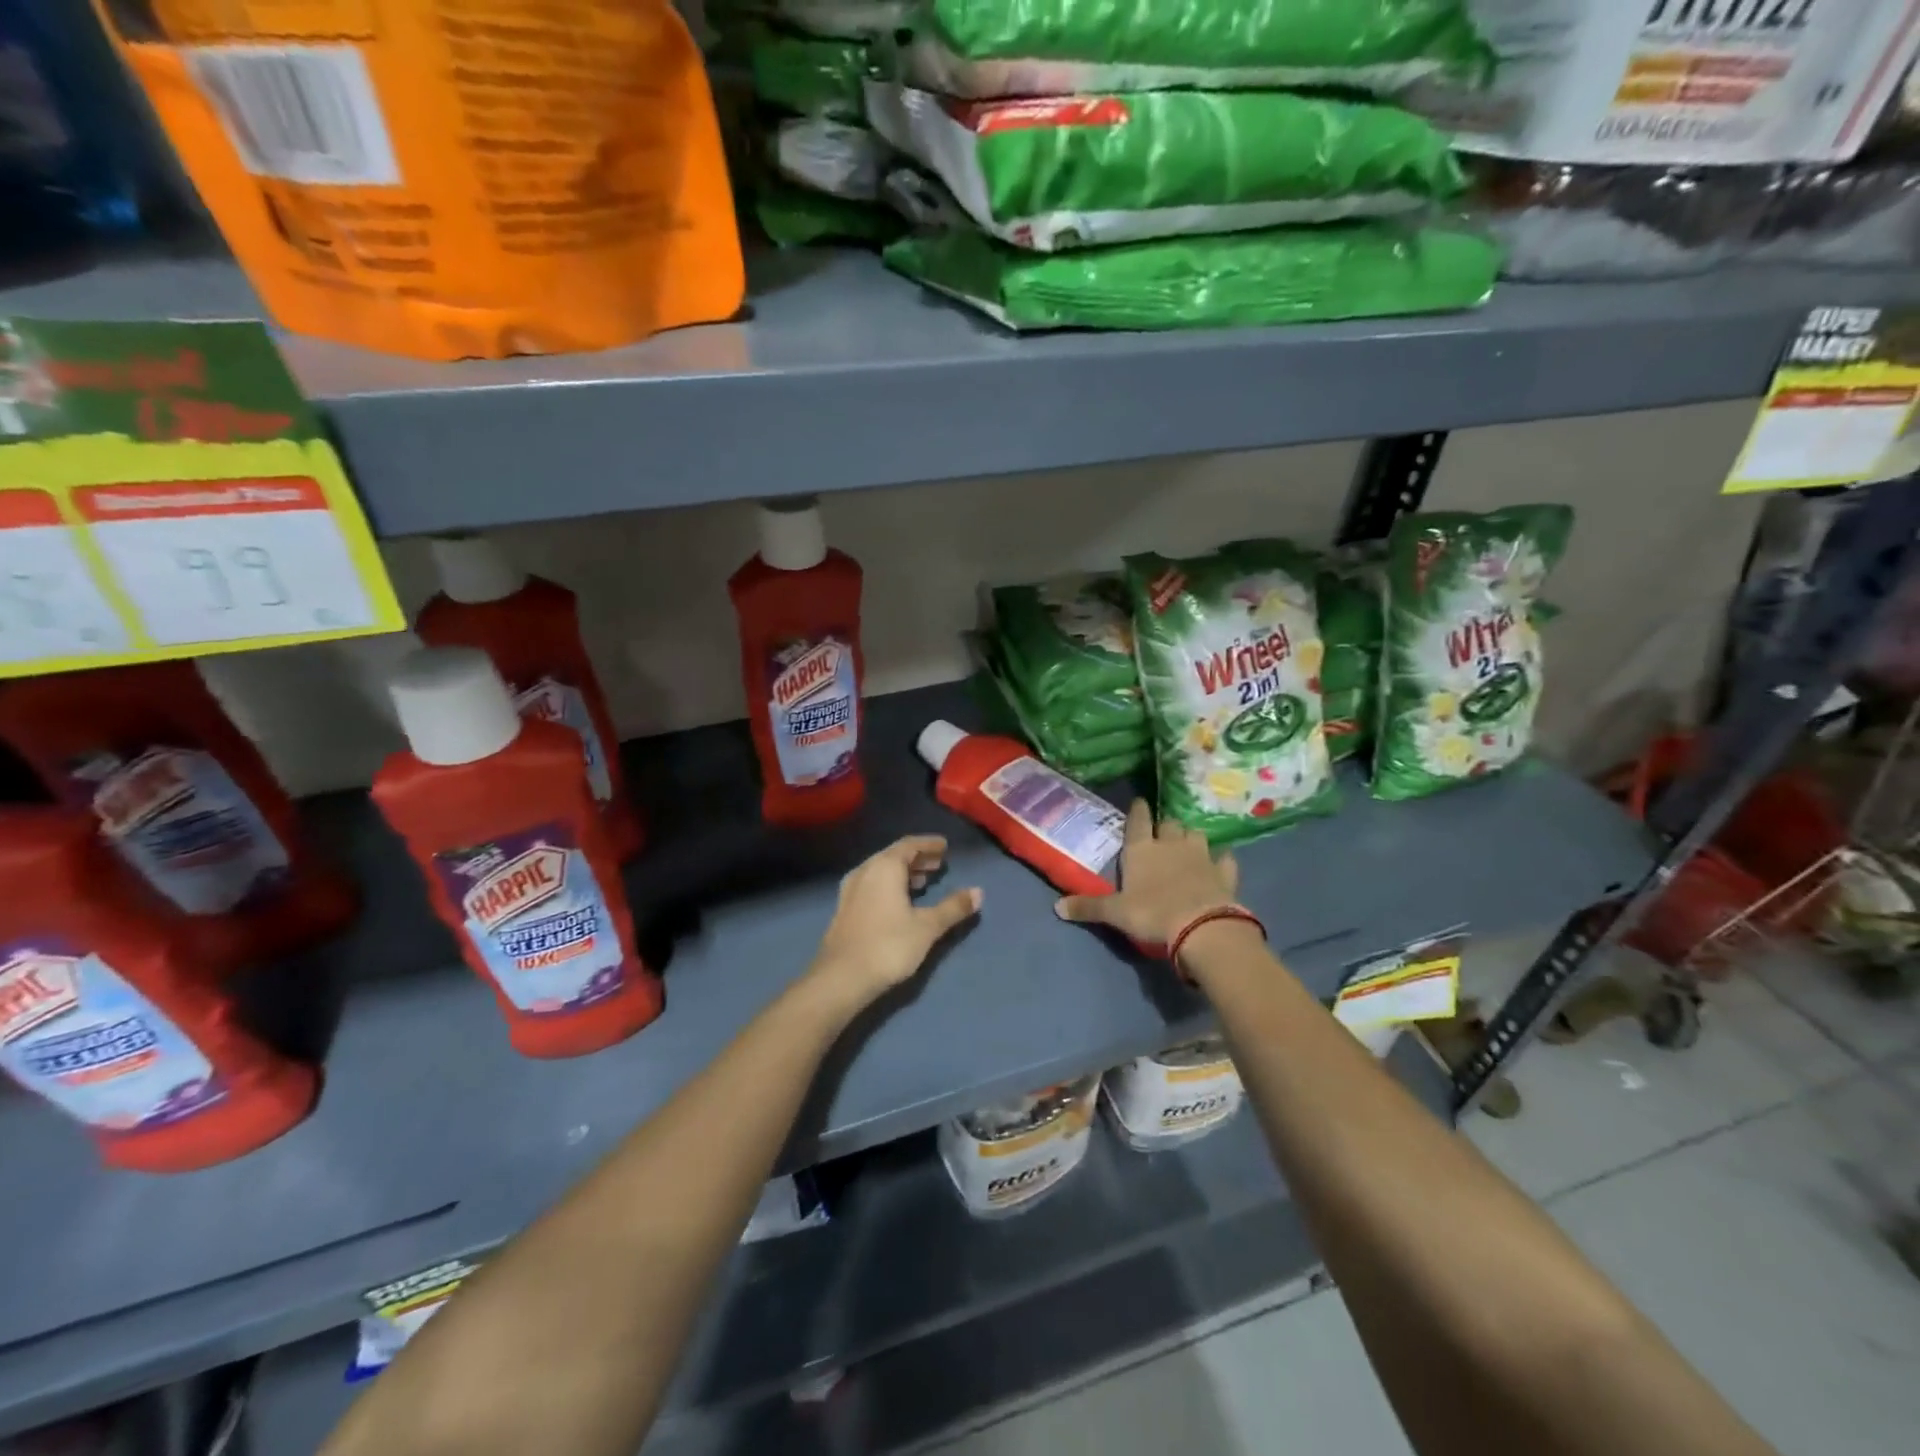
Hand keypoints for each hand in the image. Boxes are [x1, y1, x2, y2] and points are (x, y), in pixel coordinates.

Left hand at [808, 836, 981, 1009]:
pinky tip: (900, 901)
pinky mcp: (845, 908)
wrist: (841, 978)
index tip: (945, 846)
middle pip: (894, 855)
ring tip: (924, 882)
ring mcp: (851, 889)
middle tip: (939, 864)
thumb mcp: (927, 927)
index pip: (910, 844)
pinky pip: (872, 884)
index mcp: (885, 867)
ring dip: (903, 873)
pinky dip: (890, 885)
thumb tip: (978, 892)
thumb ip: (953, 907)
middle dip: (918, 858)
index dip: (929, 844)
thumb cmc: (888, 946)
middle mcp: (865, 870)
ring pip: (881, 871)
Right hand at [1055, 800, 1238, 945]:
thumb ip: (1088, 907)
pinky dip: (1222, 859)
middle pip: (1169, 824)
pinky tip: (1221, 861)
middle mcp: (1171, 844)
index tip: (1139, 802)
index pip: (1137, 820)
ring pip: (1196, 835)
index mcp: (1141, 849)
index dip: (1137, 810)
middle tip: (1161, 833)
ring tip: (1188, 844)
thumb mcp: (1115, 913)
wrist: (1202, 926)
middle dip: (1165, 826)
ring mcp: (1201, 856)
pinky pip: (1225, 859)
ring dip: (1191, 838)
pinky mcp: (1224, 872)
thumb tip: (1056, 907)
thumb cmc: (1152, 914)